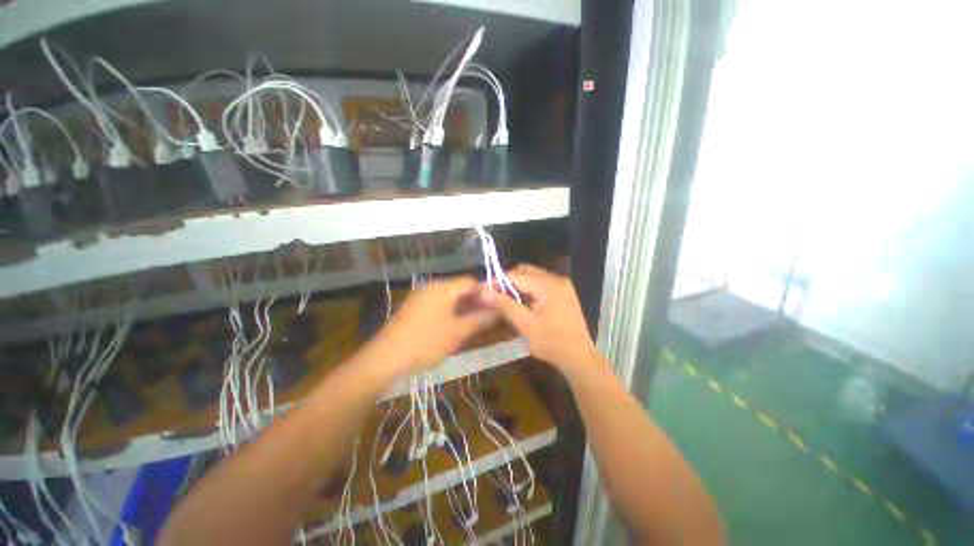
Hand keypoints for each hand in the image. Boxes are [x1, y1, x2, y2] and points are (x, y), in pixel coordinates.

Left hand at [364, 276, 495, 377]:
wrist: (385, 358)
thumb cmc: (426, 342)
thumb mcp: (458, 333)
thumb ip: (481, 319)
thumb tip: (500, 311)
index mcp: (443, 287)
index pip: (472, 282)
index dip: (486, 293)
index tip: (496, 309)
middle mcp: (431, 286)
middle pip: (460, 289)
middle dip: (475, 303)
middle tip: (485, 320)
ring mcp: (420, 296)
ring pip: (449, 297)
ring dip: (463, 309)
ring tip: (472, 326)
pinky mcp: (413, 307)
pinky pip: (438, 304)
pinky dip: (449, 312)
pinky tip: (452, 328)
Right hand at [479, 265, 598, 372]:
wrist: (579, 358)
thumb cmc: (552, 342)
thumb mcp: (525, 324)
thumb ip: (504, 305)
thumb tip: (482, 292)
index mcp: (549, 285)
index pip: (517, 275)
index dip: (498, 281)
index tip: (483, 289)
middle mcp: (557, 279)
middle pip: (526, 272)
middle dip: (507, 281)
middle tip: (493, 294)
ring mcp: (562, 286)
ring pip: (533, 277)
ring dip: (517, 285)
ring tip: (504, 298)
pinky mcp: (563, 294)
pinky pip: (541, 285)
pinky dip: (528, 290)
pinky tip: (520, 302)